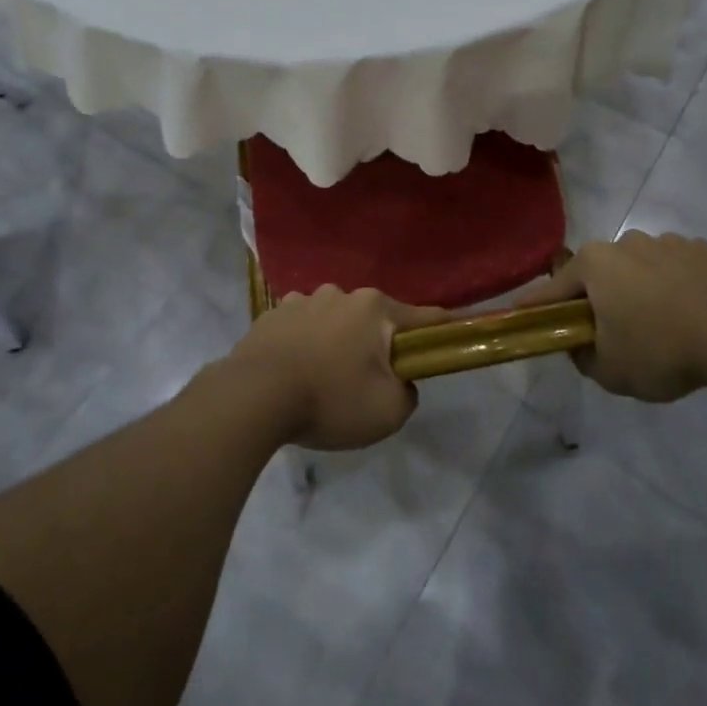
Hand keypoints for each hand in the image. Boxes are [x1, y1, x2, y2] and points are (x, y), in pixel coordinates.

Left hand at [229, 286, 444, 450]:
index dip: (441, 330)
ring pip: (333, 320)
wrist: (253, 397)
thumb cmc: (330, 399)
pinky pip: (300, 328)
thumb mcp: (389, 411)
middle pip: (372, 319)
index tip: (453, 336)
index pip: (423, 317)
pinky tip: (294, 373)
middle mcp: (340, 294)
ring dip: (336, 342)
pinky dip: (304, 345)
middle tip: (368, 381)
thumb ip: (408, 393)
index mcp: (374, 308)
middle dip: (375, 343)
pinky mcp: (271, 315)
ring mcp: (302, 300)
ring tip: (323, 379)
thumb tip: (400, 381)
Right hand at [516, 231, 706, 401]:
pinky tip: (689, 314)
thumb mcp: (610, 371)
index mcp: (594, 264)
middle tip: (605, 331)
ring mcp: (666, 242)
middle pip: (599, 274)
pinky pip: (676, 269)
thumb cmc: (660, 349)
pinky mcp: (702, 250)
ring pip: (639, 268)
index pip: (553, 288)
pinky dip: (674, 286)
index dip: (537, 307)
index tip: (520, 316)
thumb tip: (580, 345)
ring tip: (658, 325)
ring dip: (638, 290)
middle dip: (597, 298)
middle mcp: (625, 242)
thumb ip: (583, 357)